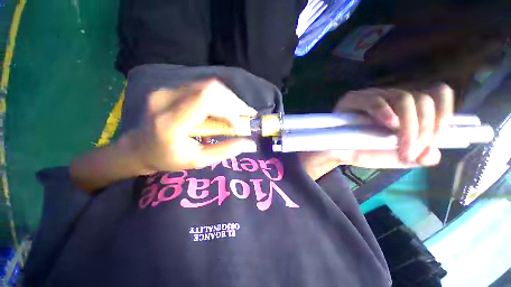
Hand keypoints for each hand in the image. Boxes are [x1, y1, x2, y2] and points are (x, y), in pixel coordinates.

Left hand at [121, 79, 257, 173]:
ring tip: (241, 112)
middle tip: (248, 115)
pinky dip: (221, 97)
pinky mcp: (172, 88)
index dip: (229, 109)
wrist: (141, 147)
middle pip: (210, 89)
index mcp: (170, 122)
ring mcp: (166, 90)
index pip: (205, 101)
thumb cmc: (170, 158)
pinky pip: (203, 87)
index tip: (240, 126)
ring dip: (230, 98)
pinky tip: (227, 108)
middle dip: (235, 102)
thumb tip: (251, 144)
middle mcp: (165, 99)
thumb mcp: (199, 160)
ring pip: (209, 85)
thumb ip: (226, 151)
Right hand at [299, 84, 453, 179]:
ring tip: (401, 148)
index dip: (444, 113)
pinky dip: (384, 112)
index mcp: (407, 108)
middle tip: (412, 152)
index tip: (436, 139)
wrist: (337, 151)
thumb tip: (435, 153)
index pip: (437, 94)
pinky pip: (374, 101)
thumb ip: (419, 156)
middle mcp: (392, 97)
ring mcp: (373, 96)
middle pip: (423, 99)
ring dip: (409, 127)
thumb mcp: (396, 157)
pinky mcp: (353, 99)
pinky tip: (387, 125)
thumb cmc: (365, 152)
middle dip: (424, 130)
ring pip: (404, 99)